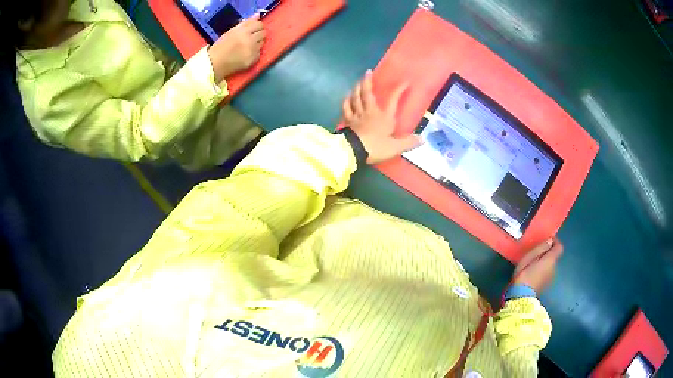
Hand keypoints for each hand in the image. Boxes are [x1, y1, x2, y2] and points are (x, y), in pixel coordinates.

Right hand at [208, 14, 264, 81]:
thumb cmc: (221, 46)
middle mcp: (249, 40)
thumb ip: (246, 23)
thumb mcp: (231, 31)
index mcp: (242, 31)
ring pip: (262, 43)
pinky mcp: (253, 60)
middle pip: (263, 33)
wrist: (214, 64)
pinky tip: (245, 54)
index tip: (253, 29)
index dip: (257, 26)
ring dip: (257, 43)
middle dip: (258, 34)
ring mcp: (252, 50)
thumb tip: (258, 15)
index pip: (259, 24)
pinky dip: (254, 53)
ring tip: (247, 46)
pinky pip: (259, 53)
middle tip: (250, 38)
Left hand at [342, 70, 421, 164]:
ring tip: (357, 83)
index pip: (393, 100)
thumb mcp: (395, 147)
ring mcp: (357, 115)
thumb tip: (422, 139)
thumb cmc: (376, 147)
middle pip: (367, 93)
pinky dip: (346, 102)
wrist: (353, 151)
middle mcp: (370, 112)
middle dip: (368, 81)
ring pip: (355, 98)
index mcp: (384, 116)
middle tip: (368, 72)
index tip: (405, 82)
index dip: (399, 90)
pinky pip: (346, 108)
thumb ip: (408, 142)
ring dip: (356, 89)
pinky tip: (347, 99)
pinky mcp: (348, 121)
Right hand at [512, 238, 563, 293]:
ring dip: (544, 263)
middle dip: (547, 254)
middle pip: (554, 257)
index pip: (559, 247)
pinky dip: (543, 272)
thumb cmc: (524, 274)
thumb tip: (550, 241)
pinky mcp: (546, 285)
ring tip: (533, 265)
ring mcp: (551, 278)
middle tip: (536, 253)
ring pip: (550, 266)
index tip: (548, 240)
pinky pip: (547, 274)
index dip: (555, 242)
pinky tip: (533, 275)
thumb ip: (541, 248)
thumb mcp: (529, 257)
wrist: (521, 297)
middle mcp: (554, 268)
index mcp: (551, 260)